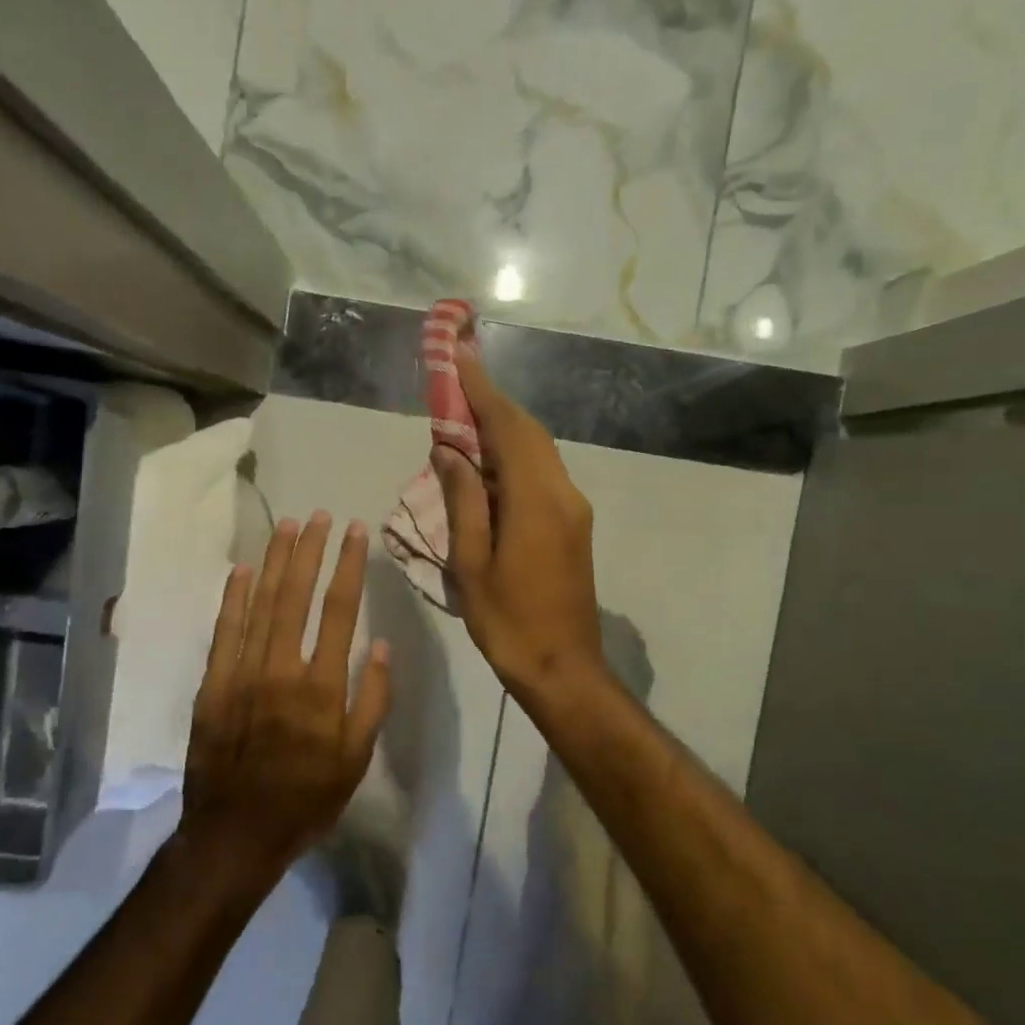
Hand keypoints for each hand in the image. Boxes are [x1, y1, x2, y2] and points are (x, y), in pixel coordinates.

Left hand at [181, 511, 391, 874]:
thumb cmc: (306, 799)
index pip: (340, 610)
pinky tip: (242, 569)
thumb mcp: (356, 759)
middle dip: (310, 550)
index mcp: (322, 687)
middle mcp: (281, 669)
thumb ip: (372, 699)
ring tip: (287, 526)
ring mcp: (242, 674)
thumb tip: (380, 645)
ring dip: (274, 561)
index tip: (356, 532)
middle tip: (319, 515)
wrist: (235, 834)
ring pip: (260, 604)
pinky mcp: (213, 685)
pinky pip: (223, 631)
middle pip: (296, 596)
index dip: (349, 566)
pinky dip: (232, 598)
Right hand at [433, 345, 605, 699]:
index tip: (460, 356)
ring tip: (464, 419)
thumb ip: (463, 500)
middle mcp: (562, 493)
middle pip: (528, 432)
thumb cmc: (508, 621)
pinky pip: (542, 473)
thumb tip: (450, 450)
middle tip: (456, 383)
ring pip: (538, 451)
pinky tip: (487, 464)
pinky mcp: (574, 524)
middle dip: (492, 403)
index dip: (481, 390)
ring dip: (504, 429)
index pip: (507, 427)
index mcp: (536, 499)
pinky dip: (514, 456)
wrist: (564, 669)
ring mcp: (573, 508)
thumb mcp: (471, 563)